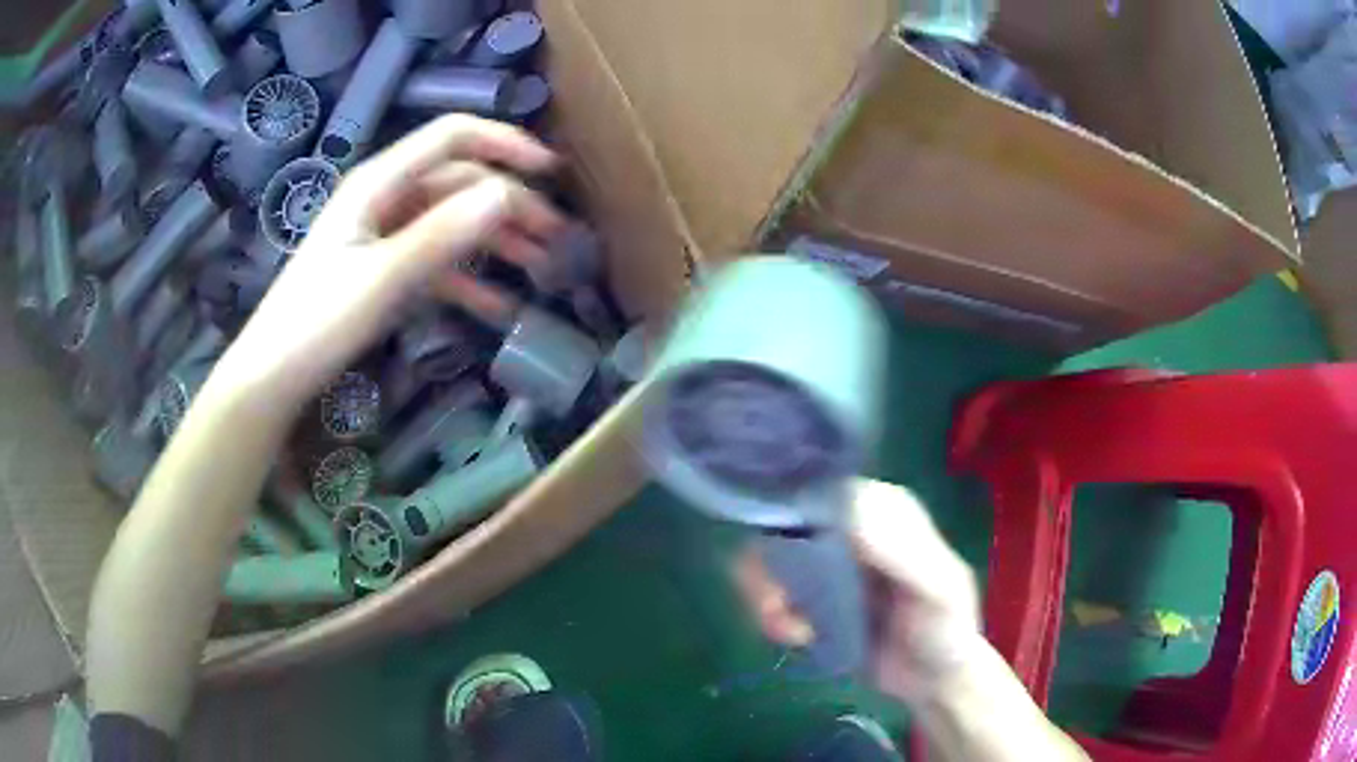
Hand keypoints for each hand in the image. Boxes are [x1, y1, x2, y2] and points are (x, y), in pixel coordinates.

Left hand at [219, 115, 565, 403]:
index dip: (505, 144)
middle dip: (511, 205)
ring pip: (454, 223)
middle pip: (461, 183)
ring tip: (541, 270)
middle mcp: (386, 197)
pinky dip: (469, 280)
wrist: (274, 375)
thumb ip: (441, 235)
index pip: (452, 138)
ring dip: (498, 242)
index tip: (551, 171)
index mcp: (380, 182)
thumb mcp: (382, 278)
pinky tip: (500, 307)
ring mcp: (386, 234)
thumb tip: (507, 196)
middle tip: (556, 239)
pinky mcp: (385, 269)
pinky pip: (437, 263)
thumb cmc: (318, 322)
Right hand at [735, 478, 983, 703]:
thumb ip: (902, 554)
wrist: (932, 681)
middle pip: (787, 521)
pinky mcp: (811, 593)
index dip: (798, 521)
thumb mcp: (939, 590)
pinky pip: (771, 589)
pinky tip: (795, 636)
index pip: (828, 492)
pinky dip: (771, 613)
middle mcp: (852, 525)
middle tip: (775, 606)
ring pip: (770, 555)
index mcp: (887, 509)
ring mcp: (828, 559)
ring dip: (766, 593)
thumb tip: (846, 518)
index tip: (789, 564)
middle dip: (770, 564)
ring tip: (789, 630)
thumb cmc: (946, 630)